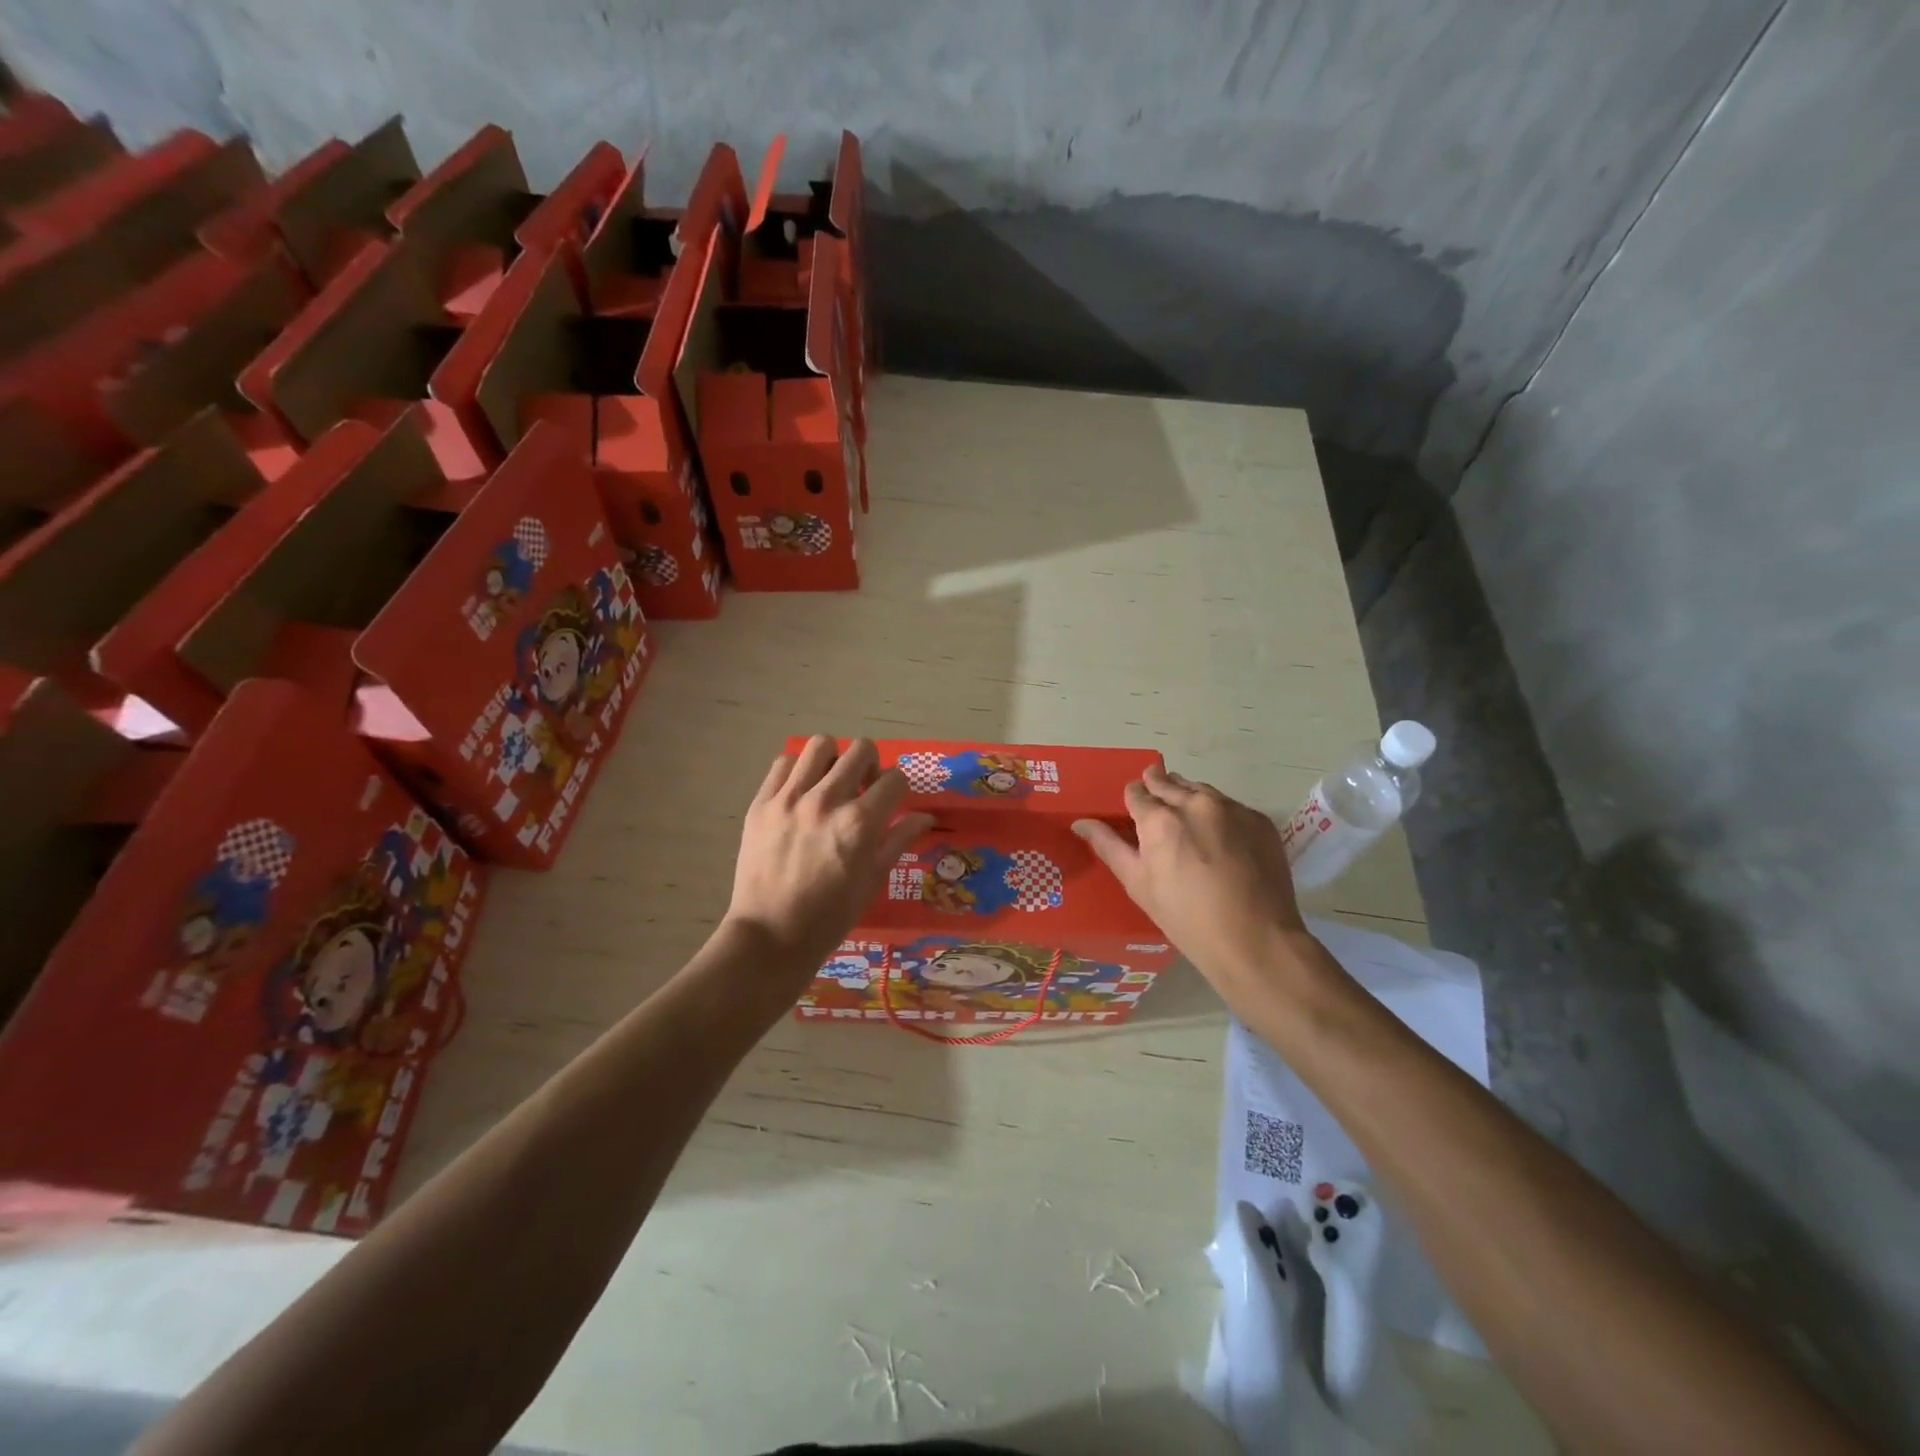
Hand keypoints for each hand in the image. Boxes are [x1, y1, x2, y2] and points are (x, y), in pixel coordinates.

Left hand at [725, 736, 932, 978]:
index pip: (894, 778)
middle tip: (863, 788)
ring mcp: (790, 799)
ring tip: (830, 782)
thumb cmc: (831, 916)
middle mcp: (827, 801)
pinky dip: (798, 771)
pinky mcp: (761, 803)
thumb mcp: (873, 879)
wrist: (771, 936)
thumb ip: (899, 839)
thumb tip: (925, 816)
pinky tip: (800, 793)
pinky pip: (784, 764)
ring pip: (820, 745)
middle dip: (871, 765)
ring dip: (834, 759)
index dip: (898, 788)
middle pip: (861, 750)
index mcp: (860, 823)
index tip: (890, 801)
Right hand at [1073, 765, 1310, 991]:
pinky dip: (1219, 814)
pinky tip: (1221, 840)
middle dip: (1158, 790)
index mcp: (1159, 819)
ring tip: (1188, 825)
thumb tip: (1080, 822)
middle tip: (1157, 813)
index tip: (1134, 815)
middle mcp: (1195, 803)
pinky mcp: (1259, 819)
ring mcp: (1232, 808)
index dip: (1132, 801)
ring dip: (1188, 798)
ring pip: (1200, 789)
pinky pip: (1230, 805)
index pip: (1136, 791)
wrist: (1255, 940)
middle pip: (1168, 782)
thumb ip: (1109, 846)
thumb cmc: (1186, 918)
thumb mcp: (1138, 884)